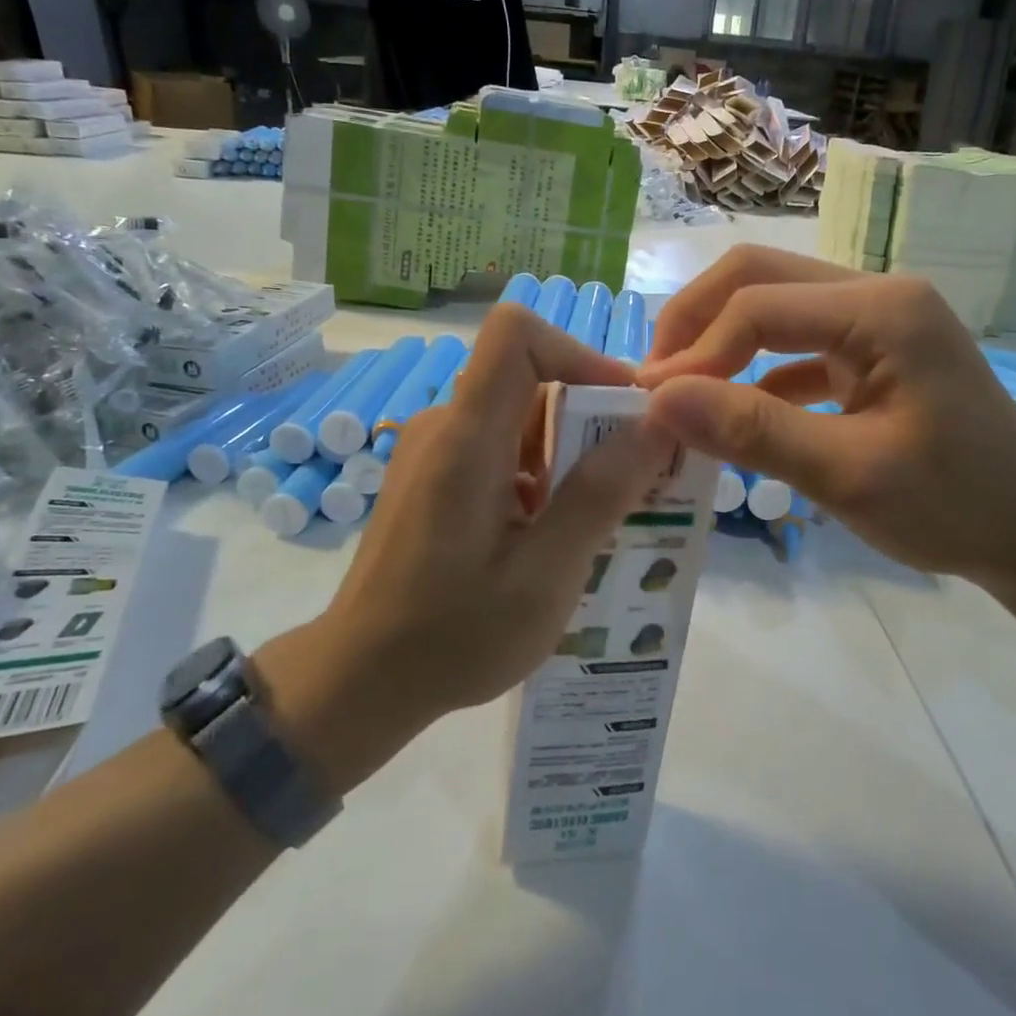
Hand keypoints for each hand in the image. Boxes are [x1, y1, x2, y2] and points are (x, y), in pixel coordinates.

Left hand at [266, 305, 675, 788]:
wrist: (360, 680)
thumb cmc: (453, 636)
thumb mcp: (544, 576)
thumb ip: (599, 495)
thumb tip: (655, 426)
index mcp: (466, 439)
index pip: (516, 335)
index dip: (579, 354)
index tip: (624, 410)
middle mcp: (446, 427)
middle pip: (530, 378)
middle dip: (593, 417)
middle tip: (636, 479)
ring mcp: (438, 451)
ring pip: (522, 416)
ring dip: (572, 452)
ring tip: (603, 516)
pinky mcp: (438, 476)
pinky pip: (503, 446)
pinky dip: (544, 472)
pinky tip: (558, 533)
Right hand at [638, 246, 1015, 597]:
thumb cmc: (956, 507)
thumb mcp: (848, 475)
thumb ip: (753, 430)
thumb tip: (658, 398)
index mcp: (881, 308)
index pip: (758, 305)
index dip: (695, 352)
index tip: (649, 405)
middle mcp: (877, 295)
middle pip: (760, 277)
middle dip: (697, 324)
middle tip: (655, 382)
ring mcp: (878, 322)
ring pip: (775, 307)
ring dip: (722, 343)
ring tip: (682, 396)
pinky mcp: (874, 354)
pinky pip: (798, 346)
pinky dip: (757, 372)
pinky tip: (736, 413)